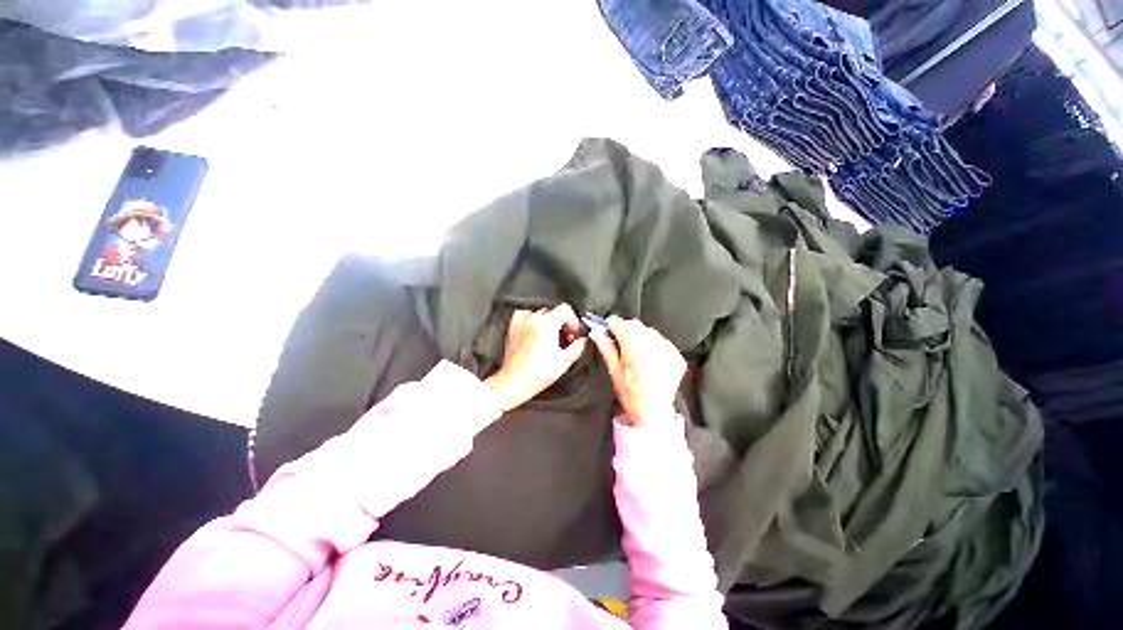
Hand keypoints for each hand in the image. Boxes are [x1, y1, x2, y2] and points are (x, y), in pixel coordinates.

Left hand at [485, 305, 588, 411]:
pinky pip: (526, 315)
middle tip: (565, 339)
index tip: (573, 332)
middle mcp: (533, 320)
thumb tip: (583, 340)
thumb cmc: (537, 374)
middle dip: (563, 324)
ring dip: (549, 322)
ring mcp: (521, 323)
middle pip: (554, 311)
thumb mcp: (565, 361)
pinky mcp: (513, 328)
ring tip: (551, 338)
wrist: (515, 382)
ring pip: (541, 313)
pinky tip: (537, 332)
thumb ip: (578, 347)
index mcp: (547, 324)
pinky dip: (533, 320)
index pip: (565, 309)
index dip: (573, 321)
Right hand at [590, 317, 685, 426]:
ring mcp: (669, 352)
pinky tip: (649, 358)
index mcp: (636, 353)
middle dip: (626, 329)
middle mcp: (655, 349)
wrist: (654, 413)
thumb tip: (596, 333)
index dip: (613, 325)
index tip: (608, 327)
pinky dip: (654, 344)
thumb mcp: (614, 372)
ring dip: (640, 336)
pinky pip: (662, 341)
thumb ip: (606, 349)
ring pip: (650, 331)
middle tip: (620, 341)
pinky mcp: (677, 356)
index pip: (622, 325)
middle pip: (636, 326)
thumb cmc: (631, 395)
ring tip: (636, 352)